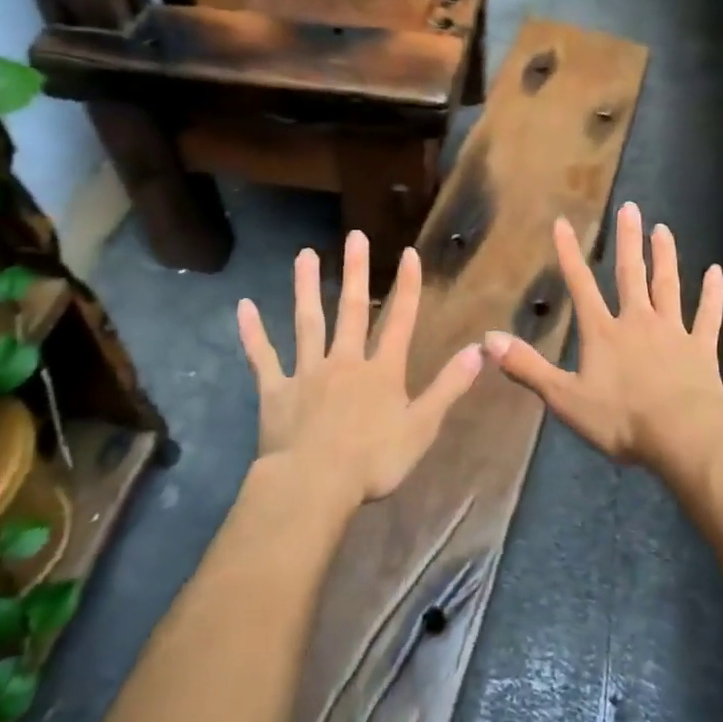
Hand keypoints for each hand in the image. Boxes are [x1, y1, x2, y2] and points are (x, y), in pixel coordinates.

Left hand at [236, 231, 483, 505]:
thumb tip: (478, 350)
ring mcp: (307, 373)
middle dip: (355, 272)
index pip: (400, 321)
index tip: (408, 254)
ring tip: (305, 254)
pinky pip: (263, 358)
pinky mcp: (276, 390)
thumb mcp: (422, 427)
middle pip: (351, 310)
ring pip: (308, 322)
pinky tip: (244, 308)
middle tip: (354, 236)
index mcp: (381, 371)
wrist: (314, 484)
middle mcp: (345, 361)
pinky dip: (253, 334)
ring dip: (306, 288)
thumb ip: (448, 387)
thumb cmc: (373, 460)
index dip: (406, 287)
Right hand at [483, 202, 722, 470]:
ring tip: (663, 229)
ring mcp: (673, 332)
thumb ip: (527, 367)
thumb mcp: (564, 397)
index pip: (581, 286)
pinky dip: (713, 294)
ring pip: (668, 287)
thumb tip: (487, 340)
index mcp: (603, 333)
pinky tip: (716, 272)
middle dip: (627, 241)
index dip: (570, 255)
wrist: (682, 436)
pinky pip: (708, 316)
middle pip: (630, 275)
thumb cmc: (620, 419)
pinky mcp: (701, 349)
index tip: (563, 223)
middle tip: (630, 208)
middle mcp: (637, 322)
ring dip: (665, 257)